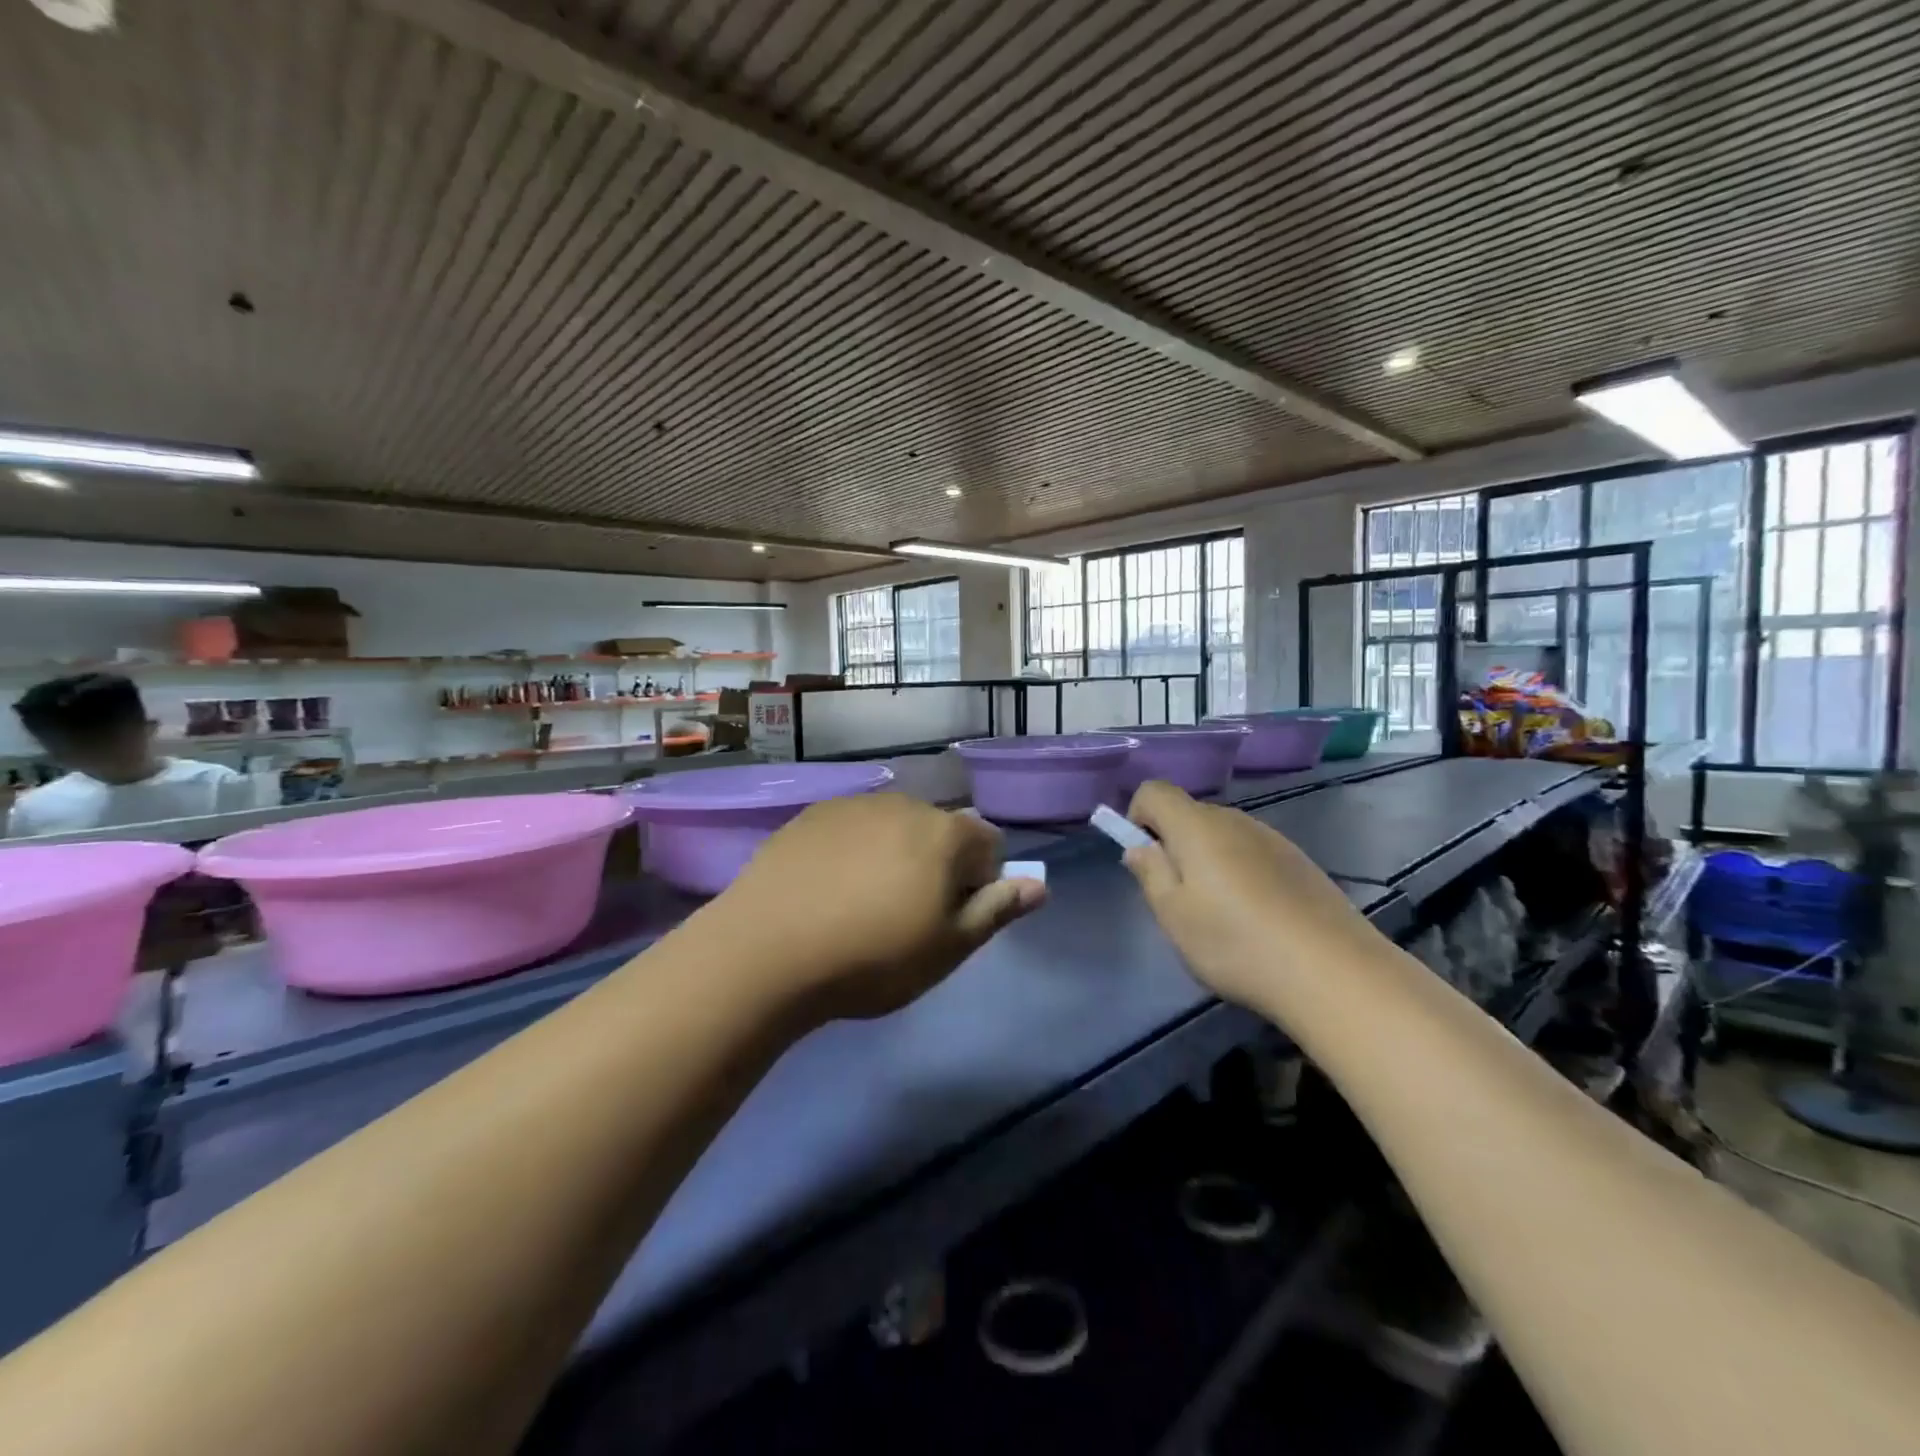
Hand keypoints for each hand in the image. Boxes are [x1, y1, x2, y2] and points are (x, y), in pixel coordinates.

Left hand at [712, 793, 1046, 1021]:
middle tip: (903, 918)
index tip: (948, 920)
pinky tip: (825, 890)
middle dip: (936, 866)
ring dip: (893, 856)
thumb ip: (997, 910)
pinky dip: (852, 851)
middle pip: (940, 832)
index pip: (989, 845)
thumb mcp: (947, 948)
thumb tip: (1039, 885)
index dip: (979, 884)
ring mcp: (852, 805)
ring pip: (894, 828)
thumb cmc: (871, 958)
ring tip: (859, 905)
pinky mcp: (810, 815)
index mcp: (945, 833)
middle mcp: (903, 804)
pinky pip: (850, 829)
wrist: (765, 952)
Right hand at [1120, 780, 1380, 1012]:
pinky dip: (1242, 873)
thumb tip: (1139, 847)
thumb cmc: (1237, 943)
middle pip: (1190, 814)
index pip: (1154, 791)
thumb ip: (1150, 873)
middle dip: (1174, 845)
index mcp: (1198, 827)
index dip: (1139, 817)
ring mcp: (1273, 839)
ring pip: (1223, 835)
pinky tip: (1258, 918)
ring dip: (1209, 861)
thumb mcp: (1174, 916)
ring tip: (1221, 915)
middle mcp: (1236, 820)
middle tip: (1179, 898)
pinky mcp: (1300, 862)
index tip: (1145, 860)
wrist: (1334, 973)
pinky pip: (1254, 853)